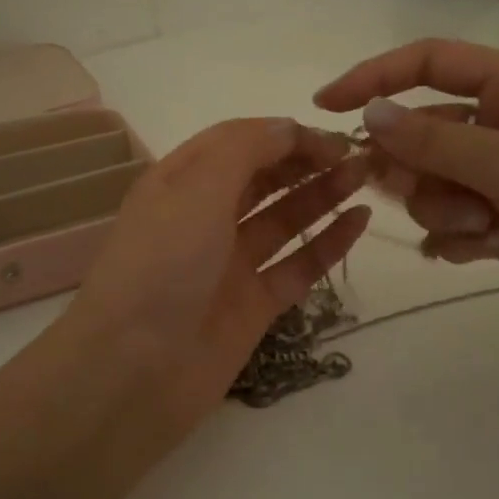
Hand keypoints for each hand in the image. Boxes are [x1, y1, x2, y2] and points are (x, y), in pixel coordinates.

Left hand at [65, 119, 370, 427]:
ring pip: (283, 219)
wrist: (134, 371)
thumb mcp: (196, 189)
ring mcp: (229, 264)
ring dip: (322, 196)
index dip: (284, 134)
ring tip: (365, 178)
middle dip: (307, 162)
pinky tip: (359, 222)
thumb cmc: (161, 266)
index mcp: (180, 182)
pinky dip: (327, 244)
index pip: (238, 141)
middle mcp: (204, 218)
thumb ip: (245, 150)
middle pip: (263, 178)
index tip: (331, 136)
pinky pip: (296, 267)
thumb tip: (288, 126)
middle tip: (358, 156)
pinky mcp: (252, 305)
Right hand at [315, 39, 498, 345]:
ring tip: (484, 231)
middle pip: (422, 134)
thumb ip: (434, 142)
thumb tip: (368, 113)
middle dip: (416, 169)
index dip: (372, 77)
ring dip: (445, 211)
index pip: (426, 64)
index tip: (324, 106)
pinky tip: (481, 253)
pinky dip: (458, 239)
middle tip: (425, 194)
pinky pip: (456, 224)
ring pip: (435, 185)